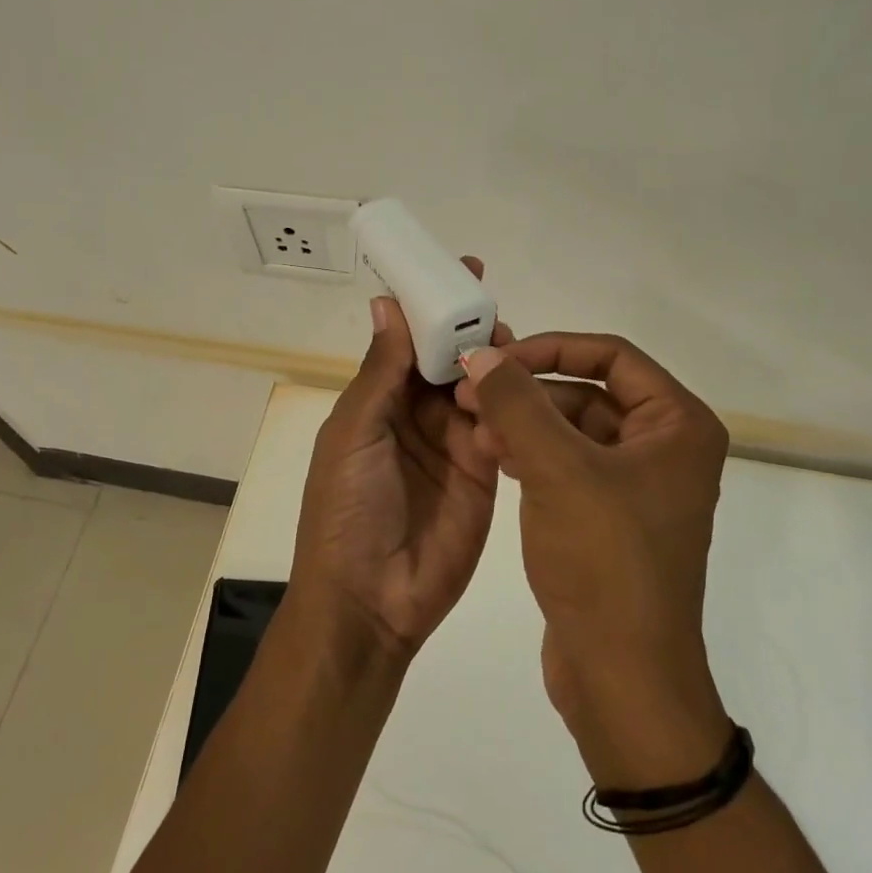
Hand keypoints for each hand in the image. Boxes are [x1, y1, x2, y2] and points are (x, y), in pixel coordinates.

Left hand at [288, 260, 505, 658]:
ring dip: (494, 364)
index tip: (461, 271)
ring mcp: (454, 445)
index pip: (410, 342)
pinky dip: (511, 406)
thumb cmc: (346, 510)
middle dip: (471, 331)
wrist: (371, 601)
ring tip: (512, 346)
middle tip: (495, 309)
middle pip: (450, 361)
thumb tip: (387, 303)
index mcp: (378, 402)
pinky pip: (502, 429)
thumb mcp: (354, 433)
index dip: (432, 308)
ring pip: (480, 389)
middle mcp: (417, 417)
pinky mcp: (486, 474)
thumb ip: (381, 372)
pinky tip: (525, 387)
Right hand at [454, 334, 732, 787]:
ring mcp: (636, 486)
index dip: (552, 348)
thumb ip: (516, 403)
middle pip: (588, 391)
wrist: (621, 676)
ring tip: (472, 429)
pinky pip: (566, 467)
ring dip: (523, 424)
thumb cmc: (603, 561)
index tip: (498, 360)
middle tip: (469, 395)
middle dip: (528, 391)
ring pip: (571, 430)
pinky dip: (530, 456)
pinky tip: (490, 457)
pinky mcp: (607, 519)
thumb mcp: (557, 469)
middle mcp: (665, 448)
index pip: (612, 356)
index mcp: (677, 425)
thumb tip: (482, 355)